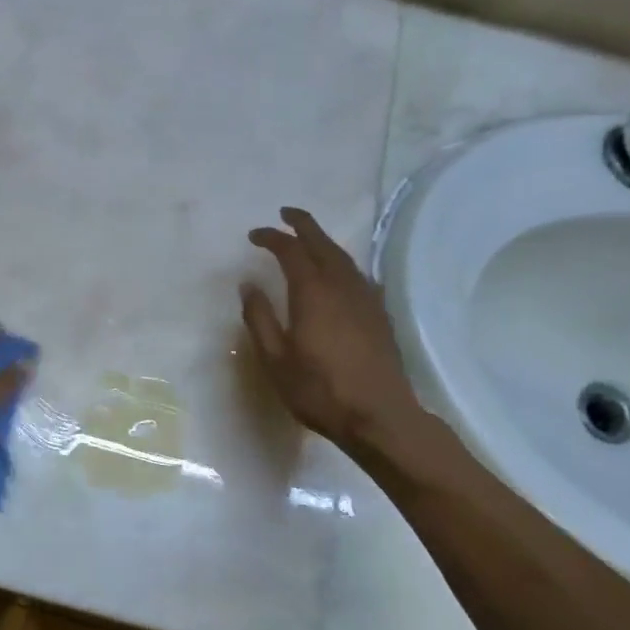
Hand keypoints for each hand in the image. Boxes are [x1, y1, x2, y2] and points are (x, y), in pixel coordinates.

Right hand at [240, 207, 424, 455]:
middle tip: (286, 213)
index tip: (254, 235)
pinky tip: (338, 275)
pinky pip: (358, 275)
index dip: (272, 237)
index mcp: (313, 293)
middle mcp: (342, 286)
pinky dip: (341, 264)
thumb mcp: (275, 359)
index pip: (291, 251)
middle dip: (304, 225)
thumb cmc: (319, 390)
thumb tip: (248, 285)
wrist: (380, 416)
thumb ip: (260, 318)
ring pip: (344, 258)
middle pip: (323, 244)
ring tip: (309, 239)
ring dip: (324, 242)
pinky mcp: (380, 315)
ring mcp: (366, 299)